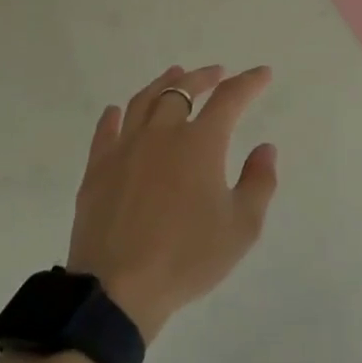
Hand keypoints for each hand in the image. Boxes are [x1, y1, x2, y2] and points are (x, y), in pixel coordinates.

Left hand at [68, 65, 277, 342]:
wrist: (117, 290)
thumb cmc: (187, 258)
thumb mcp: (242, 227)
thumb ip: (259, 183)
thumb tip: (265, 148)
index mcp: (200, 143)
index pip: (230, 99)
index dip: (249, 83)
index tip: (262, 74)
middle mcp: (162, 134)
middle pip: (183, 90)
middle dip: (204, 77)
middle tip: (218, 72)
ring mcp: (125, 149)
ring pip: (145, 101)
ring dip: (164, 84)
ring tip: (175, 75)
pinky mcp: (97, 170)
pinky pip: (106, 131)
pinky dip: (116, 116)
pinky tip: (118, 111)